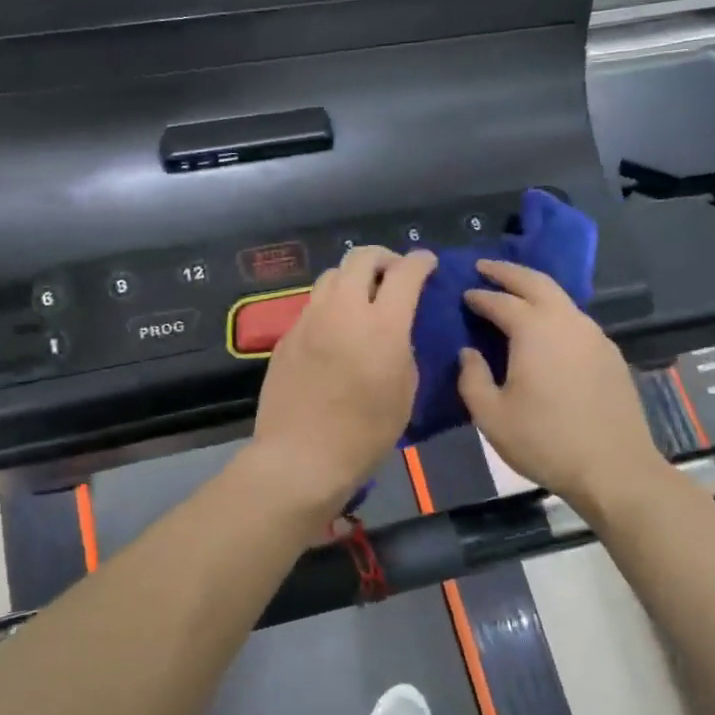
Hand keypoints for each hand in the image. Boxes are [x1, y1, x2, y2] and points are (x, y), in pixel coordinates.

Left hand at [247, 247, 436, 517]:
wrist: (301, 457)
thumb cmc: (364, 434)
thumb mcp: (404, 393)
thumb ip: (403, 350)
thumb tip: (397, 333)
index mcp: (382, 325)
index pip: (405, 272)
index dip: (420, 261)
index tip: (427, 262)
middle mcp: (343, 311)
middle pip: (361, 257)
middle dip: (383, 258)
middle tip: (394, 274)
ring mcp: (309, 320)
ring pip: (331, 276)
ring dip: (353, 277)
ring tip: (362, 297)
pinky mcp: (287, 336)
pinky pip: (313, 305)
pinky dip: (331, 305)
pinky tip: (336, 329)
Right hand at [457, 259, 660, 516]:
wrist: (614, 468)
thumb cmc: (544, 442)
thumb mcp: (491, 416)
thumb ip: (472, 378)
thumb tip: (469, 352)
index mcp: (534, 331)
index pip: (500, 301)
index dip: (479, 296)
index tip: (463, 294)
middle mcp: (567, 322)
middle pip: (536, 282)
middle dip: (508, 272)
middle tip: (485, 267)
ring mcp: (594, 336)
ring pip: (561, 299)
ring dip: (534, 290)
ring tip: (513, 294)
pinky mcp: (610, 354)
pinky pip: (576, 320)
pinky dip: (554, 312)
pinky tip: (545, 330)